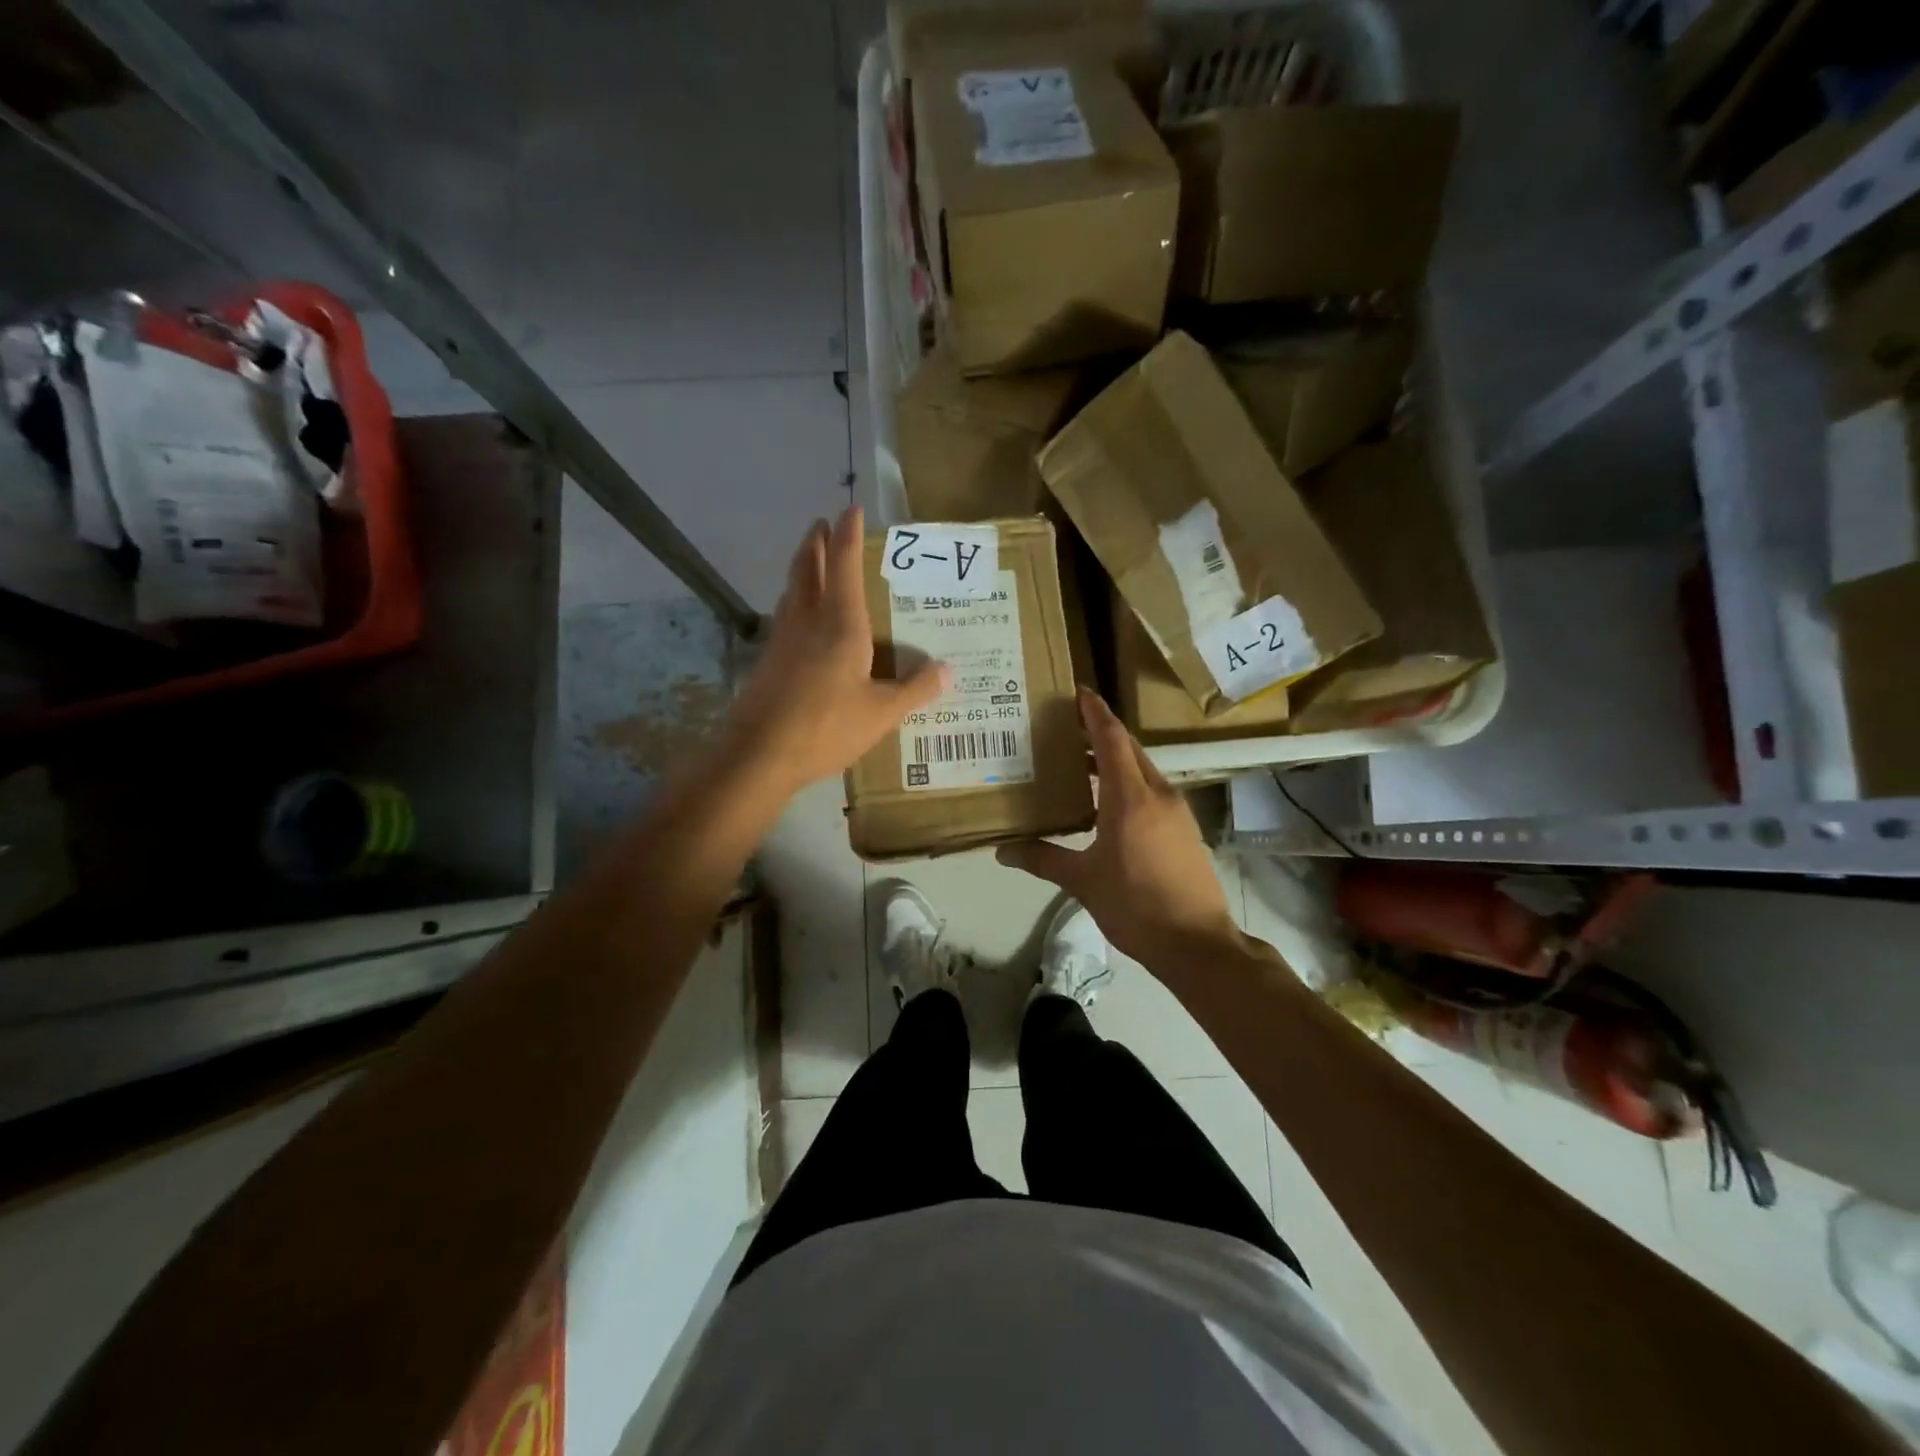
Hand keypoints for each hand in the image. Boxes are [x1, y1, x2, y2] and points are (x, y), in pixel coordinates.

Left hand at [721, 506, 948, 796]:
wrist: (760, 753)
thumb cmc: (826, 726)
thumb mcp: (882, 713)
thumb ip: (915, 689)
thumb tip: (948, 671)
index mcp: (840, 624)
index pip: (843, 565)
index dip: (847, 535)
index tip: (851, 510)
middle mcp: (808, 621)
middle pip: (807, 569)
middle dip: (815, 543)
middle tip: (822, 524)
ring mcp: (782, 640)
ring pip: (791, 591)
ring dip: (801, 569)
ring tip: (811, 563)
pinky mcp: (768, 661)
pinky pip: (784, 617)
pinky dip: (794, 602)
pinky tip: (801, 620)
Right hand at [997, 689, 1241, 972]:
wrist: (1197, 943)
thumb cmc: (1135, 905)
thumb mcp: (1083, 881)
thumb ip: (1042, 859)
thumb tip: (1002, 851)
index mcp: (1130, 797)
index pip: (1111, 738)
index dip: (1094, 712)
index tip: (1078, 692)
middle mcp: (1157, 794)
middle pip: (1129, 749)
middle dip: (1101, 733)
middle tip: (1067, 727)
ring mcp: (1176, 811)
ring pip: (1143, 771)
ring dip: (1115, 761)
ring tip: (1081, 764)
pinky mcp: (1184, 830)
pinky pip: (1152, 792)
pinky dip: (1128, 784)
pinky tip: (1107, 805)